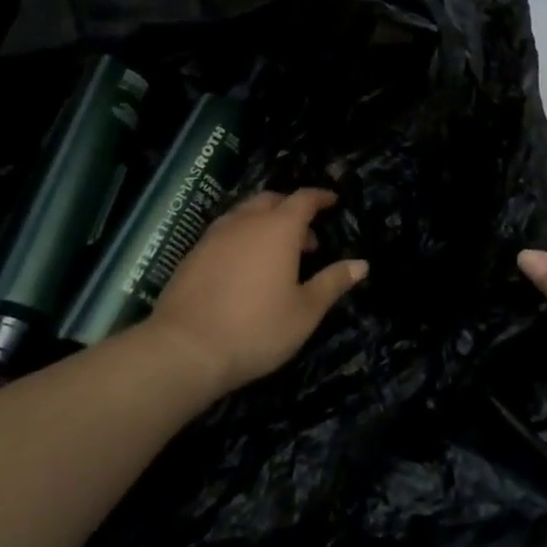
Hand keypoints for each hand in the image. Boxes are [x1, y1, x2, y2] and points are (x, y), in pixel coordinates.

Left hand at [145, 188, 366, 399]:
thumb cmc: (256, 329)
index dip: (320, 197)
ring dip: (264, 222)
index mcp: (278, 229)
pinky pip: (224, 232)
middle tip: (307, 237)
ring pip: (244, 214)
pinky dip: (241, 237)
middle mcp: (245, 222)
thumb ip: (332, 282)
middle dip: (292, 210)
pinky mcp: (192, 255)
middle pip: (271, 201)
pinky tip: (244, 266)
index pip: (303, 199)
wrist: (184, 349)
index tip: (333, 201)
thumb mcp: (305, 311)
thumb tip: (361, 264)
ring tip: (275, 252)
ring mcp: (214, 236)